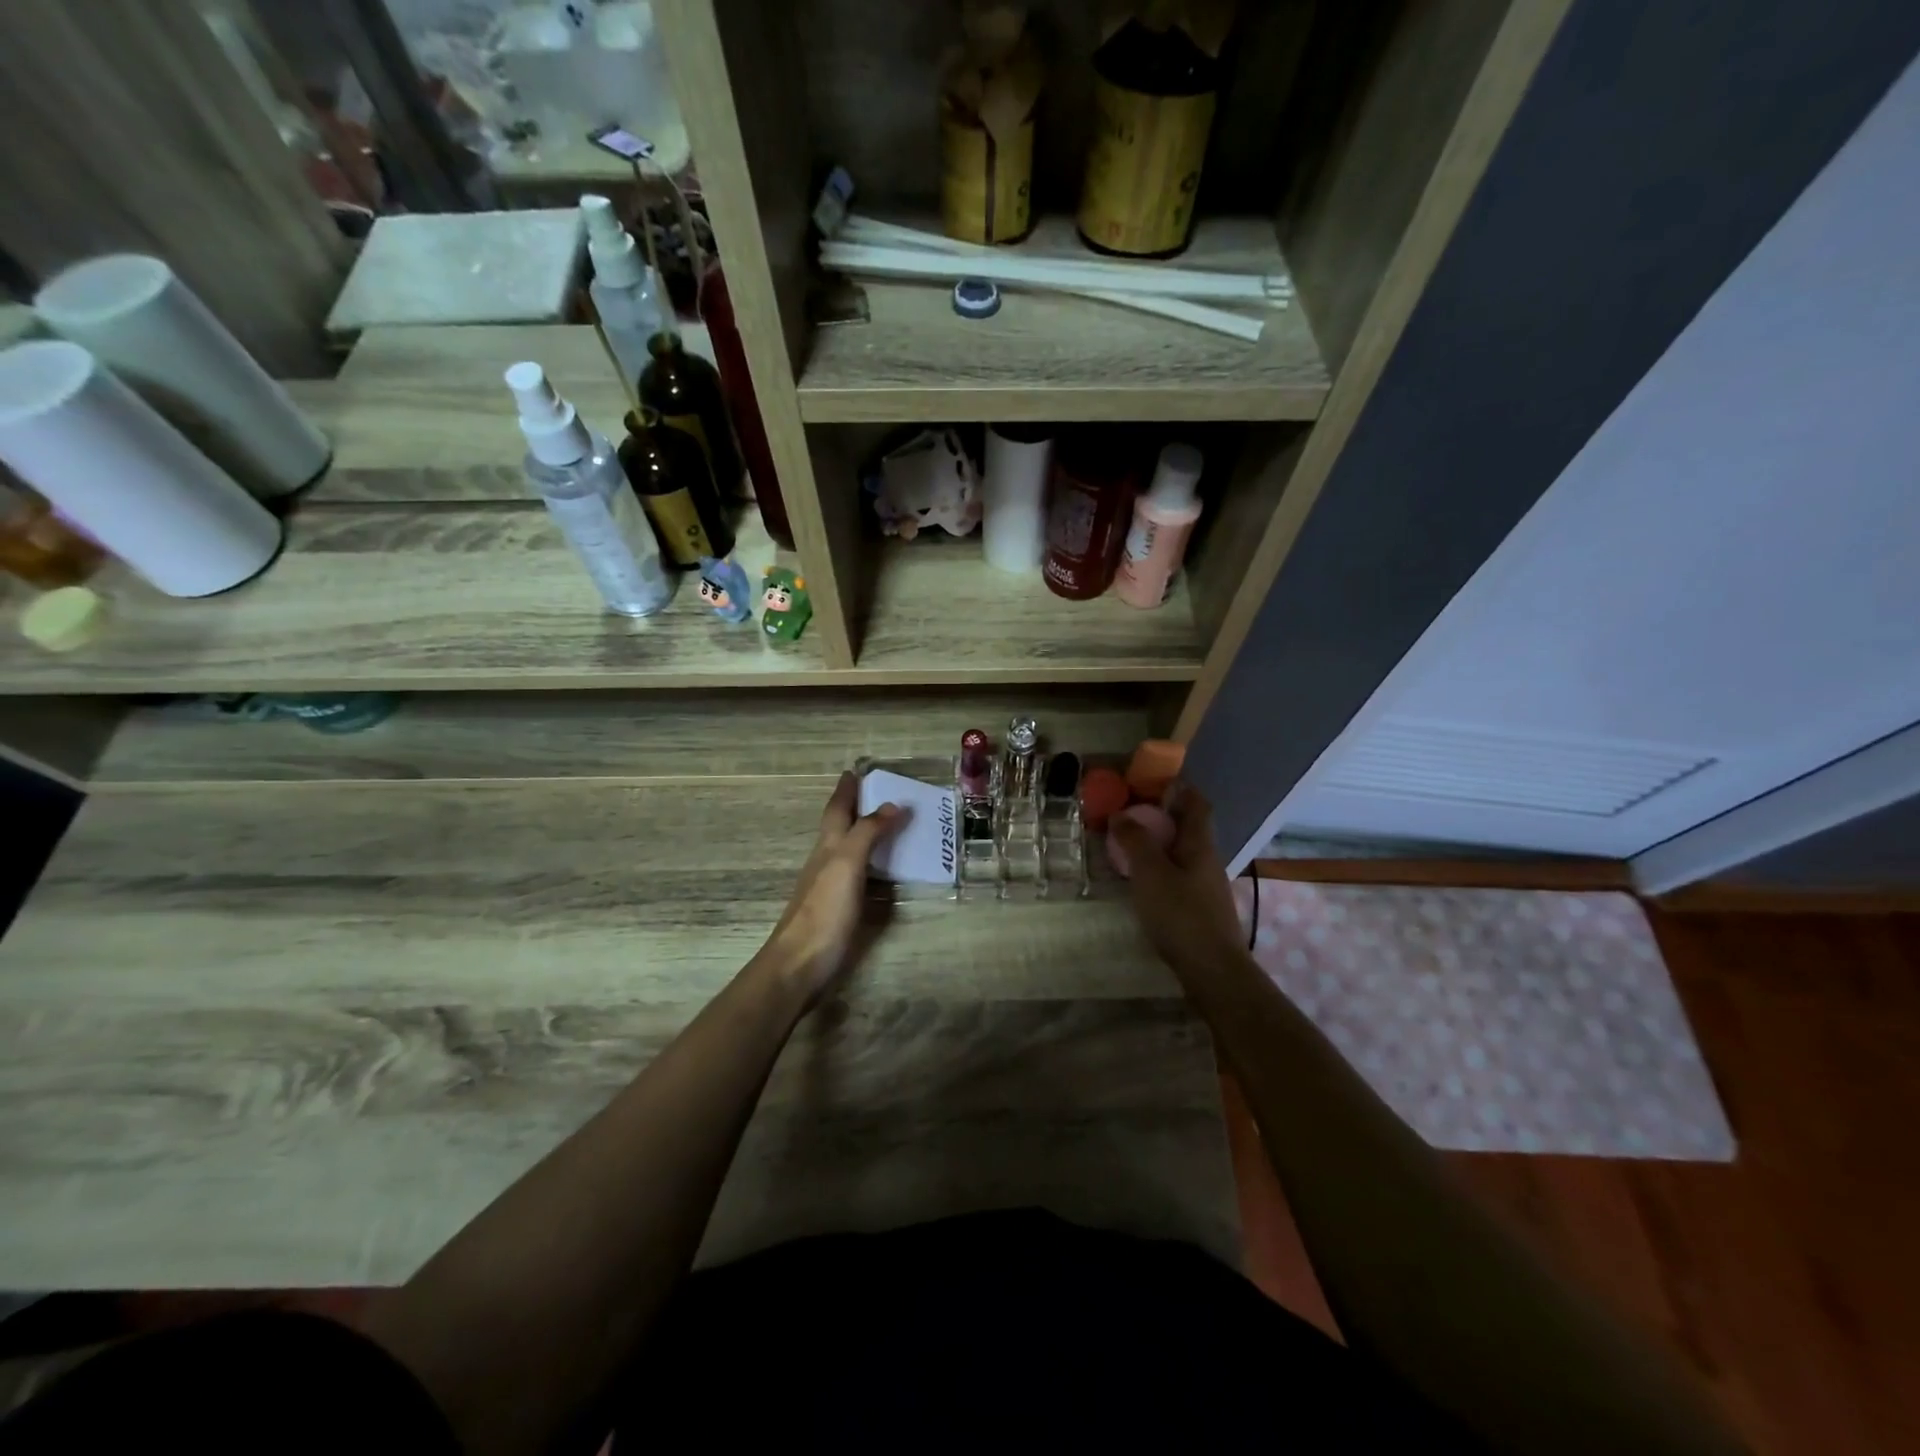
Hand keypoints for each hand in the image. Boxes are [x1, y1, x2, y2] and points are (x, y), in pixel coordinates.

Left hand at [760, 772, 906, 1003]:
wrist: (800, 965)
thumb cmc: (824, 911)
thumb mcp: (847, 864)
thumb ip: (868, 833)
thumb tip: (892, 804)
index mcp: (827, 846)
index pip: (837, 809)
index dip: (846, 790)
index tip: (855, 770)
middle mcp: (826, 861)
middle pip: (840, 827)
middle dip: (856, 808)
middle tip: (880, 794)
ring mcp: (831, 887)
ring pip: (849, 851)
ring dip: (866, 835)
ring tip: (890, 826)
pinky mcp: (839, 910)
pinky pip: (859, 876)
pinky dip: (872, 865)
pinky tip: (884, 872)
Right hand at [1110, 782, 1244, 981]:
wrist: (1212, 969)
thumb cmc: (1181, 914)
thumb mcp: (1151, 873)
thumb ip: (1135, 841)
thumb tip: (1121, 814)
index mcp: (1199, 844)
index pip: (1196, 804)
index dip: (1181, 788)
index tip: (1156, 781)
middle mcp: (1208, 860)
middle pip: (1190, 828)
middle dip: (1164, 816)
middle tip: (1132, 811)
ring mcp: (1206, 886)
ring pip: (1183, 853)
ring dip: (1161, 843)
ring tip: (1132, 844)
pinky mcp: (1201, 908)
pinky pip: (1180, 875)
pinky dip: (1162, 868)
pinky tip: (1144, 880)